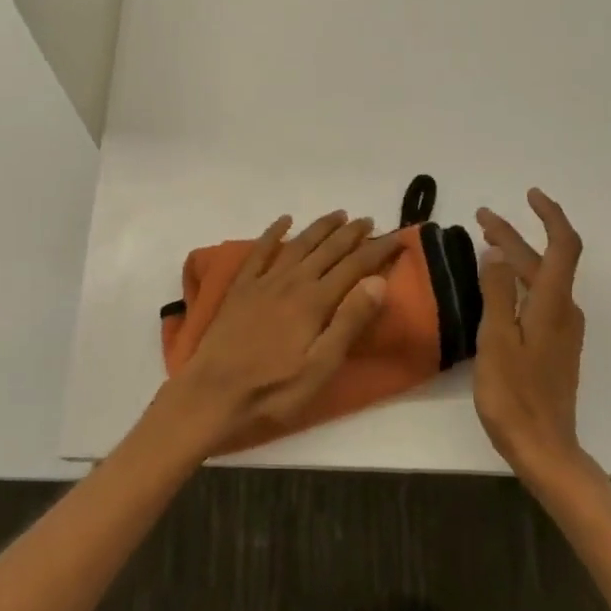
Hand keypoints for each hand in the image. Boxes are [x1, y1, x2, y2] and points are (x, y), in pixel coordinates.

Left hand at [155, 211, 400, 452]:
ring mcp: (262, 283)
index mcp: (315, 302)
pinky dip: (273, 233)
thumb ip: (349, 322)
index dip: (377, 251)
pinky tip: (284, 221)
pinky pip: (259, 251)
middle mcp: (291, 282)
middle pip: (327, 250)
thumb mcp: (321, 367)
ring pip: (297, 245)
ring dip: (320, 228)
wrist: (212, 395)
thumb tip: (377, 281)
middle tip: (369, 220)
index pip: (354, 267)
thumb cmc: (273, 391)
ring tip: (338, 215)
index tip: (397, 237)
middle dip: (351, 234)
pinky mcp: (240, 289)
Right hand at [474, 189, 589, 478]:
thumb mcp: (497, 340)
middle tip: (482, 218)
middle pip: (545, 262)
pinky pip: (538, 299)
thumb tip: (496, 253)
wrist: (544, 448)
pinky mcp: (554, 346)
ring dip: (515, 257)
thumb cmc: (515, 394)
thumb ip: (497, 293)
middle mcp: (564, 312)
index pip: (562, 246)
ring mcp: (562, 330)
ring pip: (541, 280)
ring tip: (486, 244)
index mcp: (554, 306)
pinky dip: (518, 281)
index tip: (529, 195)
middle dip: (515, 235)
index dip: (550, 216)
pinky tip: (498, 286)